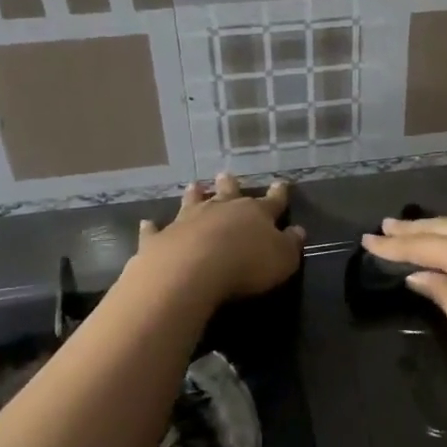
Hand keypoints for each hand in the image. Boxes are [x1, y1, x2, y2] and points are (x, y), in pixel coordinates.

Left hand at [136, 174, 304, 303]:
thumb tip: (298, 231)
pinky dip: (152, 226)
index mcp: (255, 214)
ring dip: (194, 195)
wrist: (192, 270)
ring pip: (192, 202)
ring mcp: (188, 221)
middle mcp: (221, 210)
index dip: (278, 194)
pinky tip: (147, 222)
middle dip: (229, 185)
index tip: (281, 183)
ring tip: (194, 186)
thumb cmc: (246, 265)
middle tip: (225, 175)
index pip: (271, 201)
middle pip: (227, 193)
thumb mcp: (282, 259)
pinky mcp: (161, 238)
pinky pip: (156, 230)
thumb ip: (290, 244)